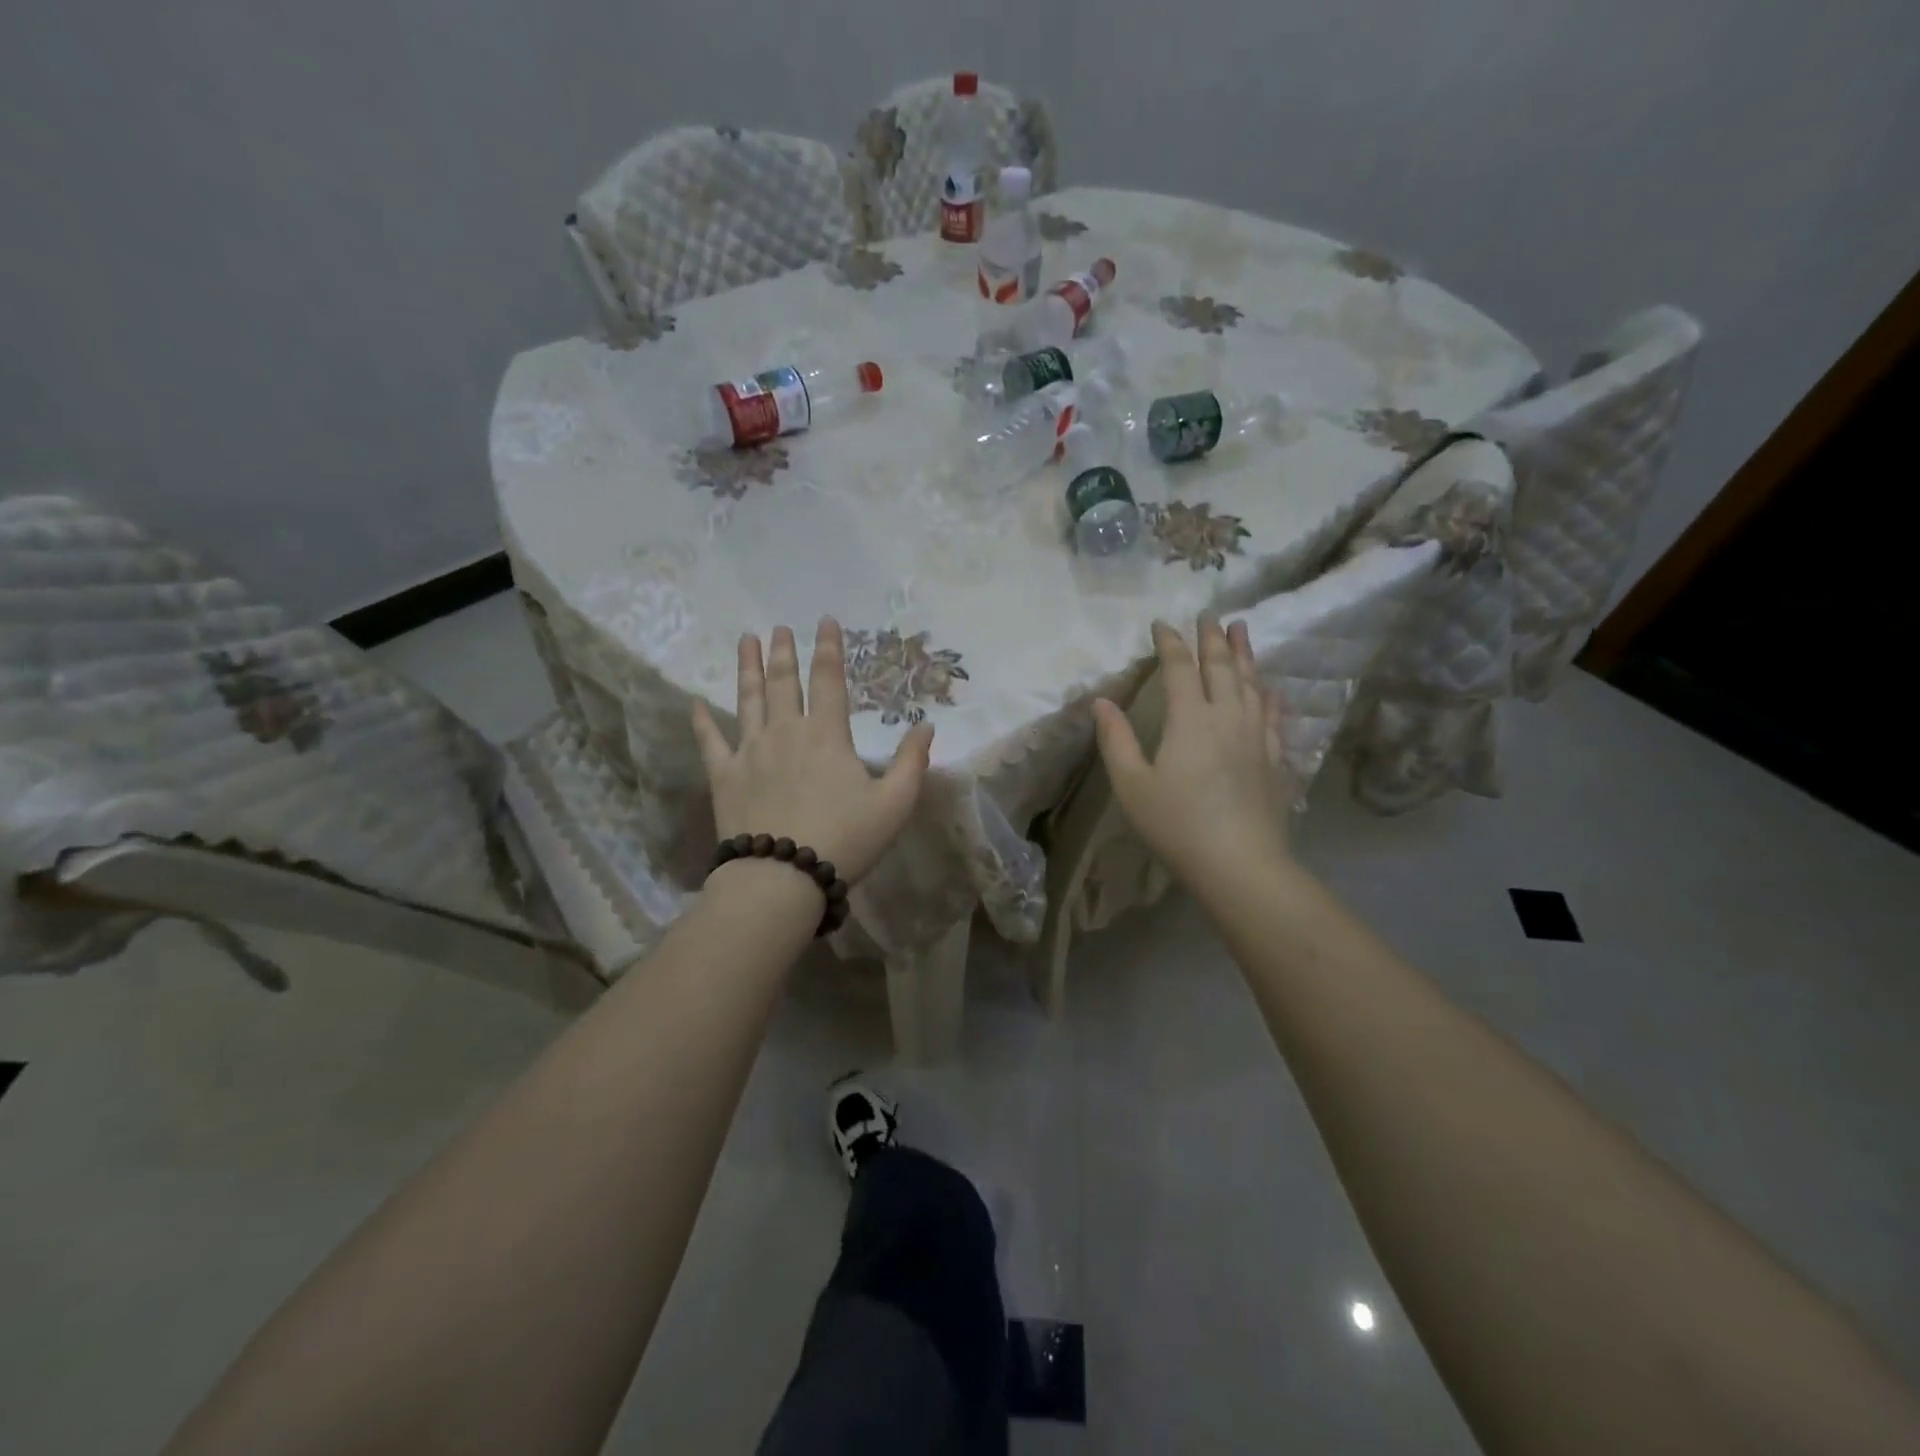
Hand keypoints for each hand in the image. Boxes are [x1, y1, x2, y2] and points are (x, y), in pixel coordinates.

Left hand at [691, 618, 932, 884]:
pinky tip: (695, 703)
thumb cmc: (845, 840)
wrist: (781, 877)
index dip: (829, 648)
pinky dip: (702, 721)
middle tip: (779, 627)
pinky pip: (710, 741)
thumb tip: (926, 726)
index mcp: (827, 735)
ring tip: (745, 640)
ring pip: (748, 700)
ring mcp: (750, 751)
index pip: (829, 679)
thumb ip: (911, 762)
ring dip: (747, 668)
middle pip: (783, 681)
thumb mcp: (894, 804)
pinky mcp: (724, 776)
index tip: (825, 621)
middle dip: (783, 651)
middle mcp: (786, 732)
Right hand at [1092, 617, 1293, 885]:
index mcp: (1189, 719)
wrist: (1240, 863)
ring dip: (1245, 654)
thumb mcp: (1131, 785)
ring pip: (1251, 683)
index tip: (1162, 623)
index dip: (1170, 642)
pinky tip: (1271, 687)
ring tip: (1242, 630)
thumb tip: (1101, 701)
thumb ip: (1115, 739)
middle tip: (1209, 613)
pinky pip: (1274, 714)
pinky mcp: (1274, 758)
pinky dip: (1269, 694)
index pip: (1179, 667)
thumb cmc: (1177, 824)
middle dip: (1212, 637)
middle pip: (1221, 666)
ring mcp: (1256, 736)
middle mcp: (1226, 716)